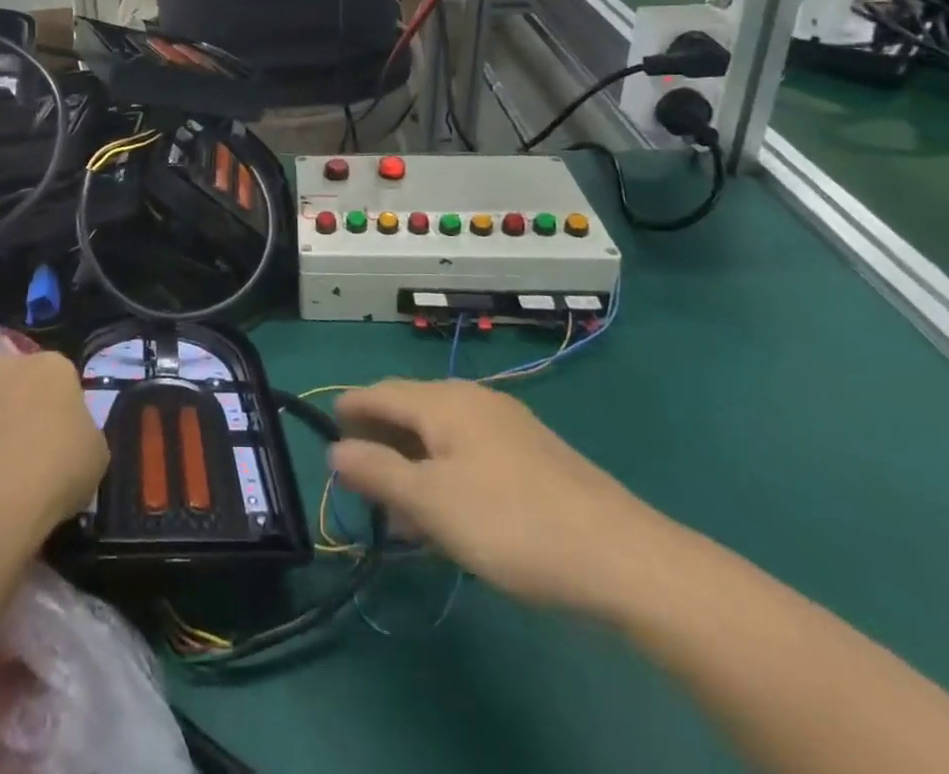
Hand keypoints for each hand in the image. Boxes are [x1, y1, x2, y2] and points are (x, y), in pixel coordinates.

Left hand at [0, 352, 109, 536]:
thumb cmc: (54, 470)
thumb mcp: (95, 456)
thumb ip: (81, 436)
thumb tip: (67, 441)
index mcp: (53, 366)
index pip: (60, 381)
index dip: (58, 414)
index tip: (58, 446)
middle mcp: (7, 363)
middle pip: (14, 384)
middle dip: (16, 411)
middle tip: (21, 457)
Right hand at [329, 378, 670, 611]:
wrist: (621, 555)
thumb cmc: (511, 523)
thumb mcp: (431, 503)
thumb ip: (377, 472)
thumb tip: (335, 449)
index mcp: (444, 401)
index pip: (381, 392)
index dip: (350, 409)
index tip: (327, 428)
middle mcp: (473, 400)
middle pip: (411, 408)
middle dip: (380, 440)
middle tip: (359, 479)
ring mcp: (507, 425)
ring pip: (441, 433)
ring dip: (412, 462)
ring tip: (400, 510)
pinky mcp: (532, 454)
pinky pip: (469, 450)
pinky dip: (444, 471)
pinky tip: (450, 511)